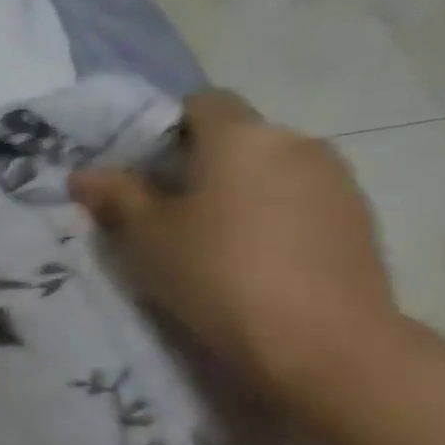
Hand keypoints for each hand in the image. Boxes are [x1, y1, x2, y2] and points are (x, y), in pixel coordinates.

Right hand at [69, 90, 396, 395]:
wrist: (322, 341)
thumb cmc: (217, 271)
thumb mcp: (145, 235)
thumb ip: (115, 195)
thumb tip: (84, 173)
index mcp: (242, 136)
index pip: (201, 102)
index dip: (166, 126)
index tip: (140, 167)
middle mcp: (296, 144)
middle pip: (237, 137)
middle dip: (198, 163)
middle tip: (161, 208)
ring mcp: (337, 182)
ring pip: (269, 171)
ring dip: (236, 192)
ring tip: (205, 239)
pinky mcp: (360, 221)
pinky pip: (299, 202)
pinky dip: (270, 217)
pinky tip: (250, 259)